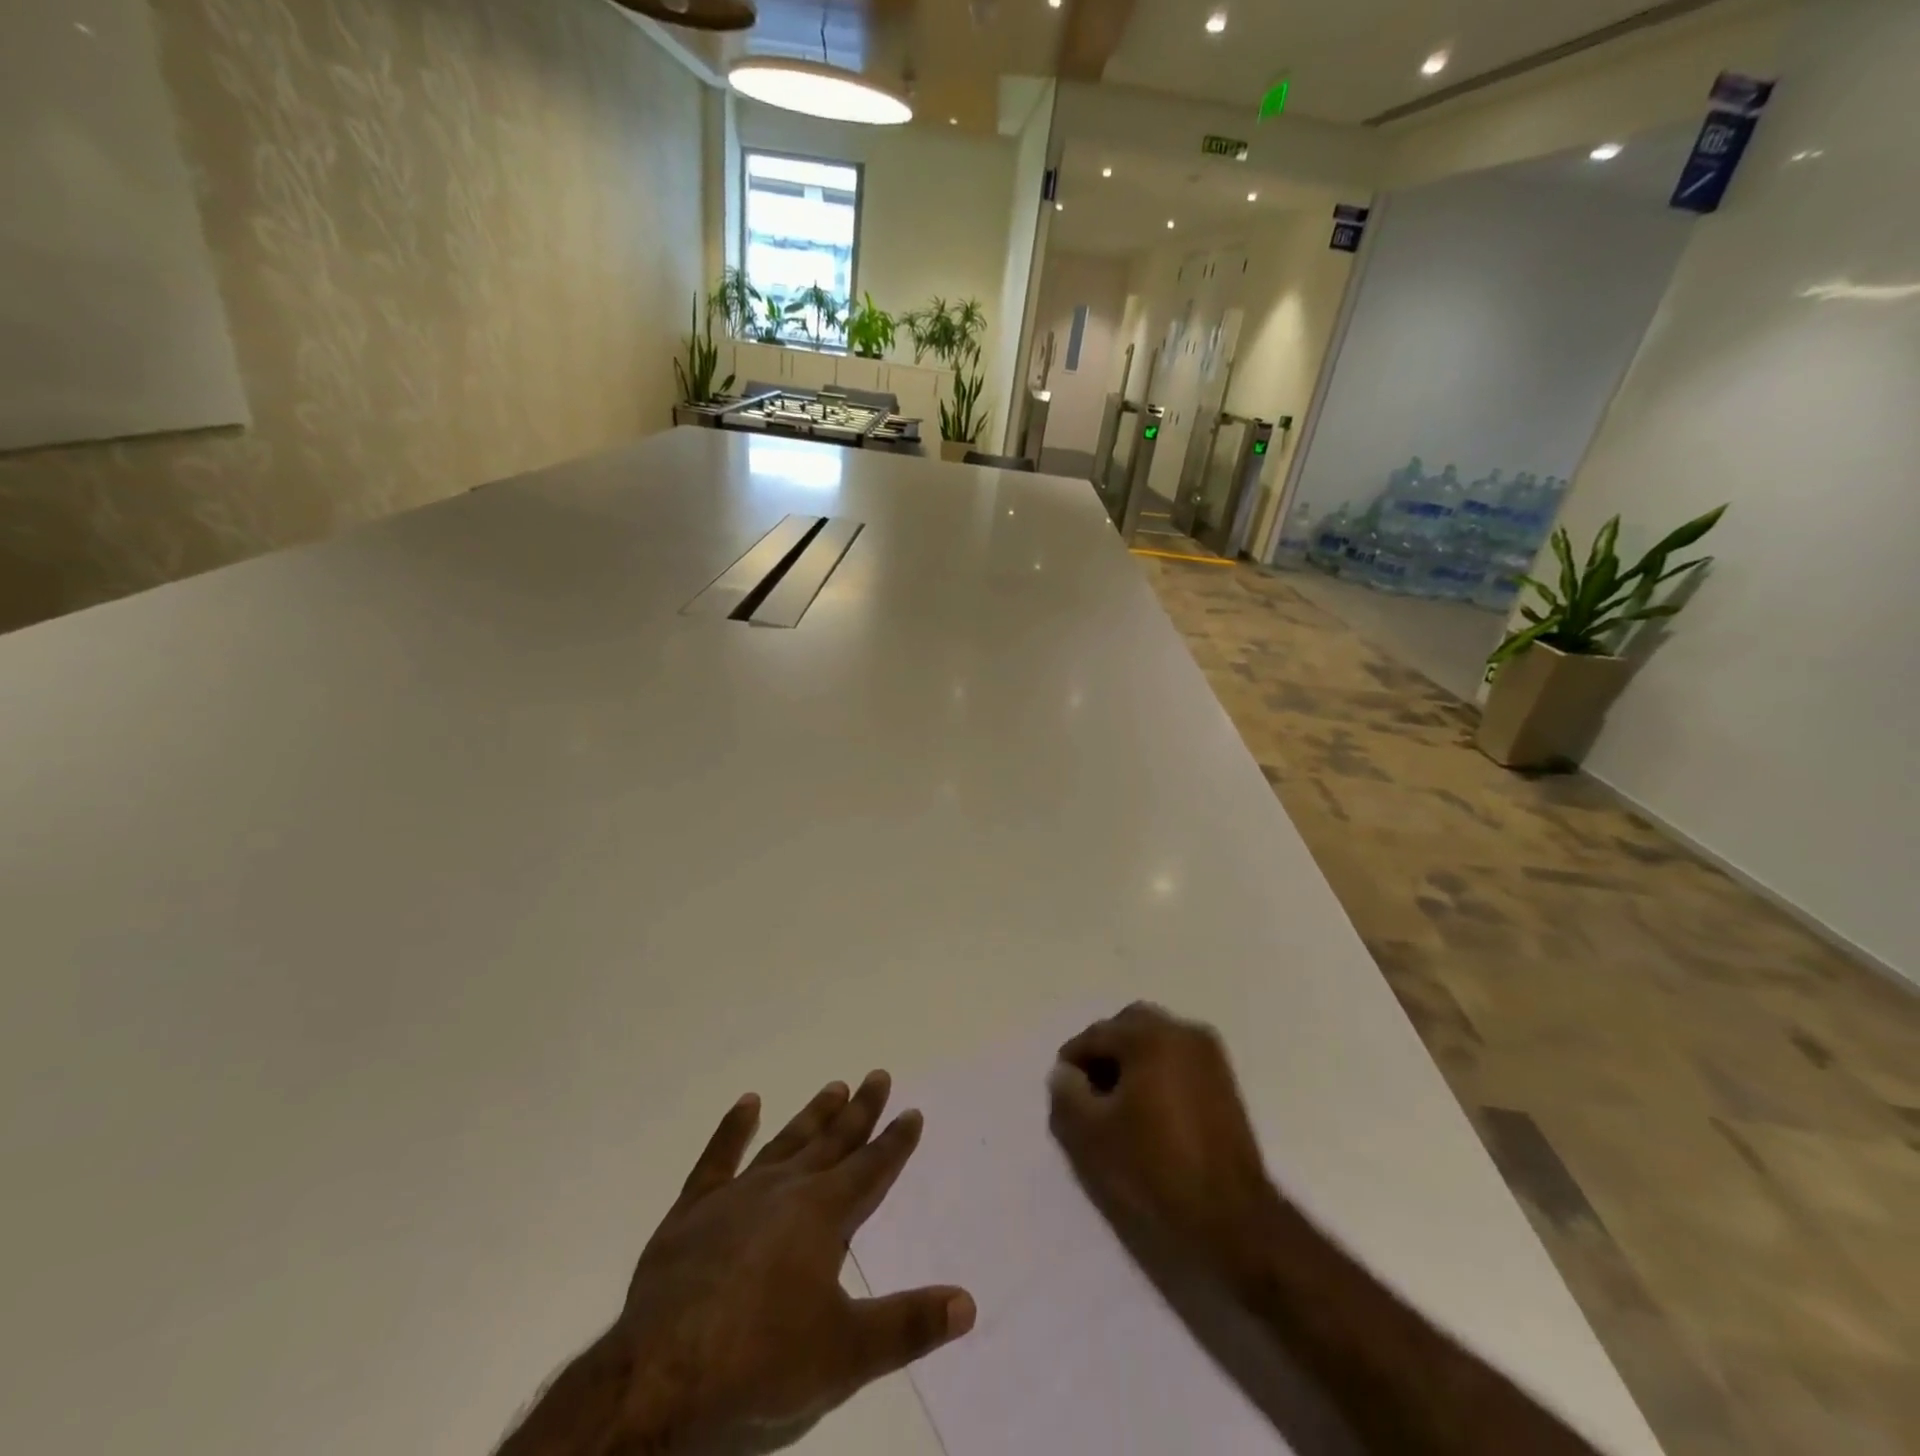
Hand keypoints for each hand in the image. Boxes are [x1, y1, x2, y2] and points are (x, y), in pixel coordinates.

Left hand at [501, 1072, 974, 1455]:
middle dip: (860, 1111)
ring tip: (834, 1085)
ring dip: (812, 1115)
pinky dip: (733, 1128)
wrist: (661, 1376)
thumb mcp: (846, 1354)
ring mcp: (737, 1194)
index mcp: (823, 1214)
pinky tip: (747, 1102)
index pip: (871, 1169)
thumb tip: (968, 1302)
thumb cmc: (761, 1360)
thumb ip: (908, 1325)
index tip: (912, 1111)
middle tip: (877, 1075)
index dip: (895, 1142)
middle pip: (832, 1142)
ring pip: (786, 1142)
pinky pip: (718, 1158)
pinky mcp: (693, 1210)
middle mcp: (786, 1189)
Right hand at [1048, 1003, 1274, 1276]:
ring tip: (1118, 1103)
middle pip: (1129, 1026)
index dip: (1073, 1061)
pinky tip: (1149, 1110)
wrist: (1232, 1219)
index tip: (1063, 1092)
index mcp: (1150, 1036)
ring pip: (1156, 1040)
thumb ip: (1066, 1095)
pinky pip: (1178, 1059)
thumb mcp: (1092, 1135)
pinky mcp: (1224, 1080)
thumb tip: (1064, 1073)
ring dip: (1132, 1060)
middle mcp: (1182, 1032)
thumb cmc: (1155, 1169)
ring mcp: (1208, 1055)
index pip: (1096, 1034)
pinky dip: (1157, 1071)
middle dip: (1105, 1051)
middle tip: (1090, 1091)